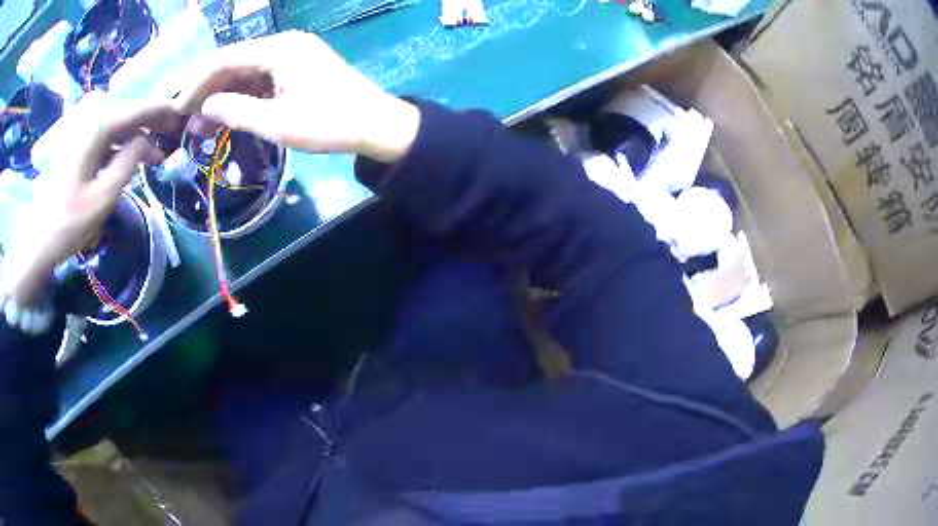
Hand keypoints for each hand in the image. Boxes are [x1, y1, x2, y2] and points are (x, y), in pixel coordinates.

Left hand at [0, 103, 175, 307]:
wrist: (38, 241)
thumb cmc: (69, 223)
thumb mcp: (103, 197)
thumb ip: (128, 163)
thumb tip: (147, 141)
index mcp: (96, 129)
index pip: (136, 110)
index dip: (161, 111)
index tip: (183, 114)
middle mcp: (90, 122)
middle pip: (127, 114)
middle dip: (151, 122)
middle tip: (173, 133)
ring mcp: (82, 135)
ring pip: (117, 126)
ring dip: (137, 136)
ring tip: (155, 154)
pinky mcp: (78, 149)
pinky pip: (106, 139)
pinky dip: (121, 146)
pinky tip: (131, 159)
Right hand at [175, 31, 420, 162]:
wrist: (377, 125)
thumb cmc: (329, 123)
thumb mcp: (277, 123)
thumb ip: (236, 112)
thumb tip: (205, 107)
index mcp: (280, 49)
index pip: (226, 58)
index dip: (198, 82)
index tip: (178, 106)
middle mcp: (285, 45)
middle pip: (235, 62)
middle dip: (209, 89)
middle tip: (187, 117)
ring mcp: (294, 55)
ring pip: (248, 71)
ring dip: (225, 94)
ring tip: (203, 121)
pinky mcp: (299, 68)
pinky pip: (263, 78)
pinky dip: (244, 95)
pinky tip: (230, 113)